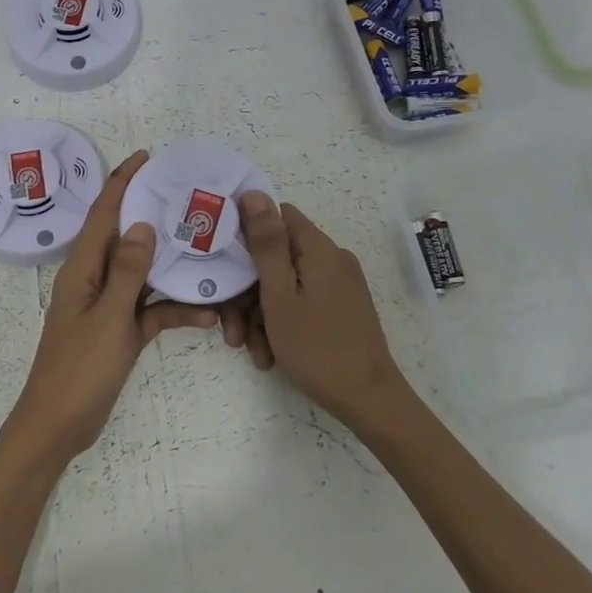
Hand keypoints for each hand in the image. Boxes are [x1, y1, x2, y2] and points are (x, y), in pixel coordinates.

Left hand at [0, 150, 218, 470]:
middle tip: (187, 197)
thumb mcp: (109, 317)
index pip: (102, 214)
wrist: (60, 425)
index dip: (121, 182)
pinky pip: (151, 311)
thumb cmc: (79, 369)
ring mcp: (108, 306)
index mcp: (82, 269)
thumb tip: (140, 224)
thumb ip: (127, 271)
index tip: (146, 157)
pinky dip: (175, 311)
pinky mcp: (120, 331)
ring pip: (143, 274)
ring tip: (207, 248)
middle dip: (152, 215)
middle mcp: (94, 280)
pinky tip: (208, 316)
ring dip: (171, 266)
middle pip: (125, 238)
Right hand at [235, 191, 410, 437]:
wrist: (367, 400)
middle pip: (277, 259)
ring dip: (261, 316)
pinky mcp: (339, 308)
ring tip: (252, 351)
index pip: (277, 217)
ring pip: (284, 286)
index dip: (247, 234)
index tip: (224, 263)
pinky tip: (270, 356)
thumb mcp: (280, 295)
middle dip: (248, 292)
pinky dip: (281, 325)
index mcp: (319, 250)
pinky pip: (300, 304)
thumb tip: (254, 192)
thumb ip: (266, 243)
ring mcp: (337, 286)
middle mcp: (332, 260)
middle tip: (232, 329)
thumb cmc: (317, 347)